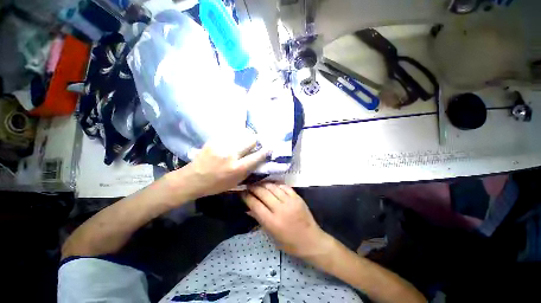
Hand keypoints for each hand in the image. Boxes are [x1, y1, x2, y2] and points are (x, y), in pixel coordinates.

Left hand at [169, 132, 268, 199]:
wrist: (192, 179)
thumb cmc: (216, 185)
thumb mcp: (236, 182)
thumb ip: (248, 170)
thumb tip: (258, 159)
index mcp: (238, 168)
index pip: (257, 156)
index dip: (266, 150)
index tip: (270, 146)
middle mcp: (231, 155)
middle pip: (250, 140)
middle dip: (256, 140)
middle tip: (256, 141)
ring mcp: (221, 146)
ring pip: (240, 135)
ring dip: (245, 137)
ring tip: (243, 140)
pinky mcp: (213, 141)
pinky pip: (229, 135)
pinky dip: (234, 136)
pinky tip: (232, 140)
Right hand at [242, 183, 333, 258]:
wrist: (311, 240)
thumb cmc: (289, 243)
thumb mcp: (271, 235)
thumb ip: (260, 220)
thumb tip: (249, 208)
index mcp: (272, 222)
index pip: (255, 204)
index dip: (247, 197)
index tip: (242, 193)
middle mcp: (280, 209)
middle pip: (263, 193)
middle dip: (253, 188)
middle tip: (249, 186)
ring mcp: (290, 201)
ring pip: (273, 187)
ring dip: (263, 184)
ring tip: (258, 184)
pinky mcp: (297, 197)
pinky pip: (284, 186)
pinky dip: (276, 184)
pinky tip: (272, 184)